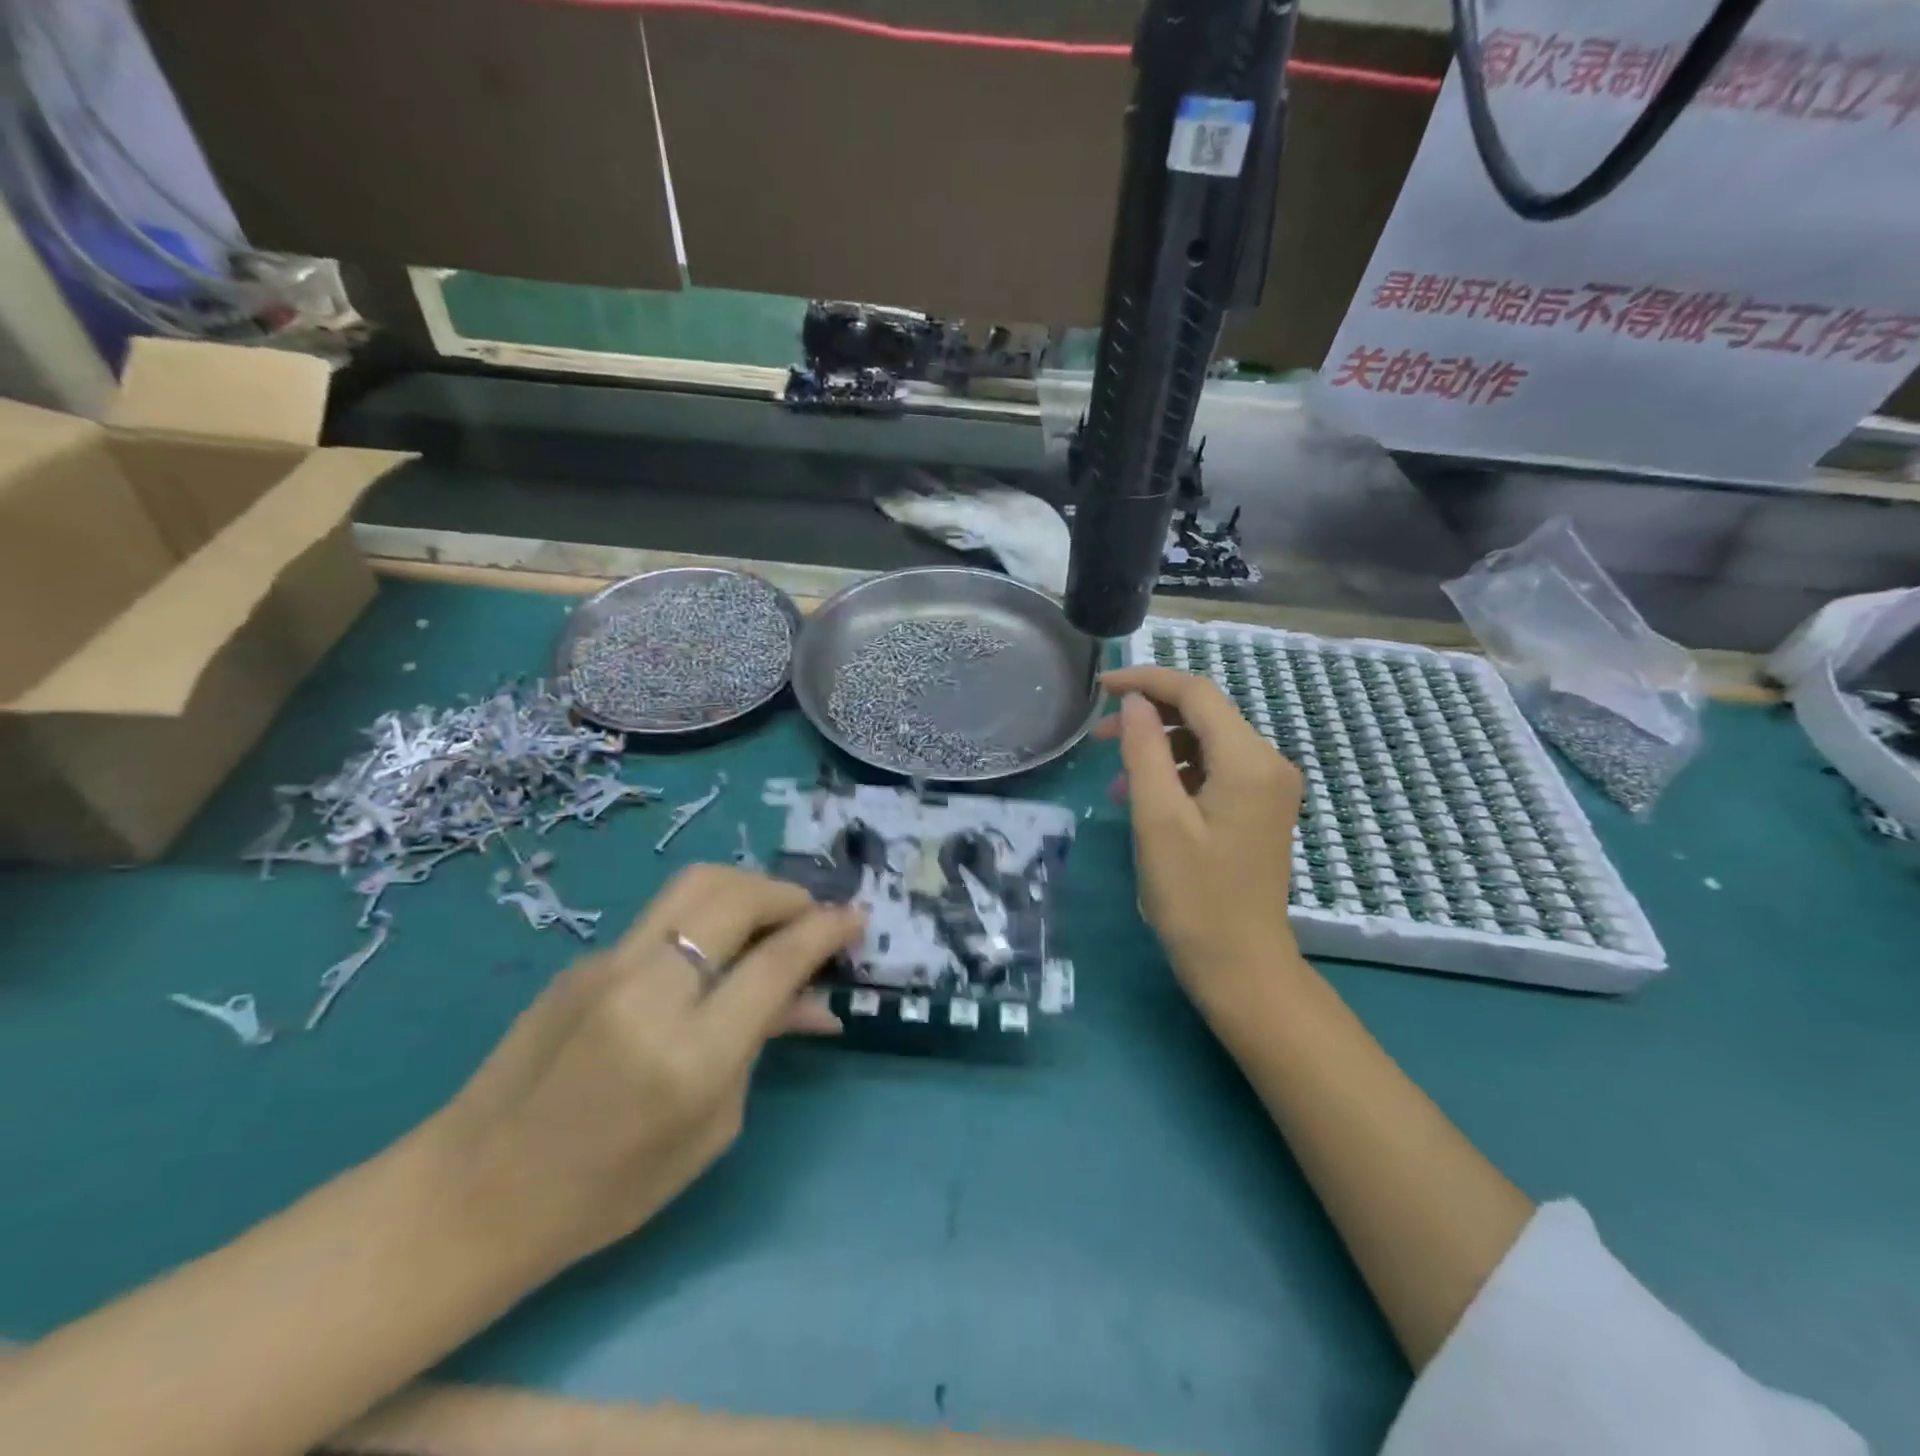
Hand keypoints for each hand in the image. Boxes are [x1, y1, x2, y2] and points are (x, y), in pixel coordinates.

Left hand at [417, 865, 862, 1281]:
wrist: (474, 1193)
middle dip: (790, 895)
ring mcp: (609, 965)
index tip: (856, 918)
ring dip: (750, 888)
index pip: (776, 961)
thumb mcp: (711, 1128)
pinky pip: (665, 915)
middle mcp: (650, 991)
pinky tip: (716, 949)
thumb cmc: (609, 1189)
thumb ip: (763, 1045)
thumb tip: (816, 1000)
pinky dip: (710, 915)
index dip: (826, 930)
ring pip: (697, 884)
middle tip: (814, 917)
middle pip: (736, 896)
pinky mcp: (585, 958)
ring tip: (774, 916)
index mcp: (690, 1054)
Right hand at [1095, 666, 1302, 1011]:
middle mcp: (1269, 763)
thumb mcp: (1158, 819)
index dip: (1147, 681)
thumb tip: (1136, 701)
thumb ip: (1145, 750)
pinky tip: (1144, 800)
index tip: (1101, 687)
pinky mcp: (1259, 808)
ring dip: (1159, 748)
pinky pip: (1215, 770)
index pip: (1197, 693)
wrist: (1240, 965)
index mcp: (1250, 761)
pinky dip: (1177, 773)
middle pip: (1205, 714)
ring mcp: (1269, 787)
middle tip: (1099, 736)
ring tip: (1116, 779)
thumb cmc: (1194, 896)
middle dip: (1150, 716)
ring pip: (1207, 742)